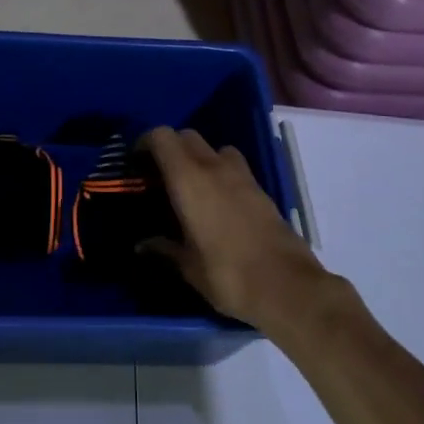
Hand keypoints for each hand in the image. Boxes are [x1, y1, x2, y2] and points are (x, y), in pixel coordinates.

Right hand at [140, 127, 330, 330]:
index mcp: (189, 179)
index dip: (146, 142)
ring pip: (214, 148)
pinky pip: (234, 167)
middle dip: (170, 149)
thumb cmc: (228, 274)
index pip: (162, 137)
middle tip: (159, 177)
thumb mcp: (188, 267)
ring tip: (191, 187)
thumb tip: (143, 245)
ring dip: (199, 158)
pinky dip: (220, 173)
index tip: (136, 163)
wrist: (287, 287)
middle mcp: (215, 167)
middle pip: (187, 136)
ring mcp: (242, 176)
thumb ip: (163, 249)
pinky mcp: (261, 189)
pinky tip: (217, 204)